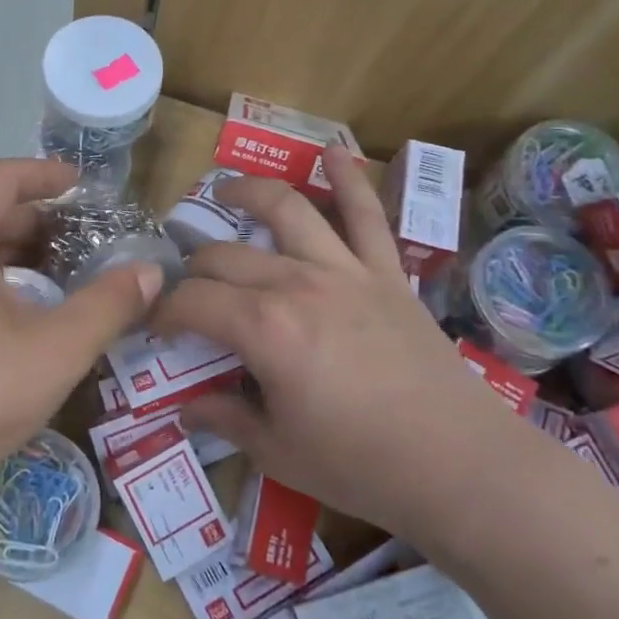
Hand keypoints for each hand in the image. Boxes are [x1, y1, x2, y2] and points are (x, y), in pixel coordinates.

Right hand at [152, 146, 517, 543]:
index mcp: (263, 329)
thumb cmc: (361, 465)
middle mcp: (297, 284)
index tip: (157, 329)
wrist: (461, 466)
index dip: (164, 313)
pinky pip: (367, 216)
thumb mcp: (278, 452)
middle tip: (187, 288)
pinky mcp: (386, 274)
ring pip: (288, 210)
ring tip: (226, 189)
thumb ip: (227, 419)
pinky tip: (332, 153)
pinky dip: (350, 179)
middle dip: (194, 268)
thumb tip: (188, 409)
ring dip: (250, 192)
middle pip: (226, 256)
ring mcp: (345, 271)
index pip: (193, 302)